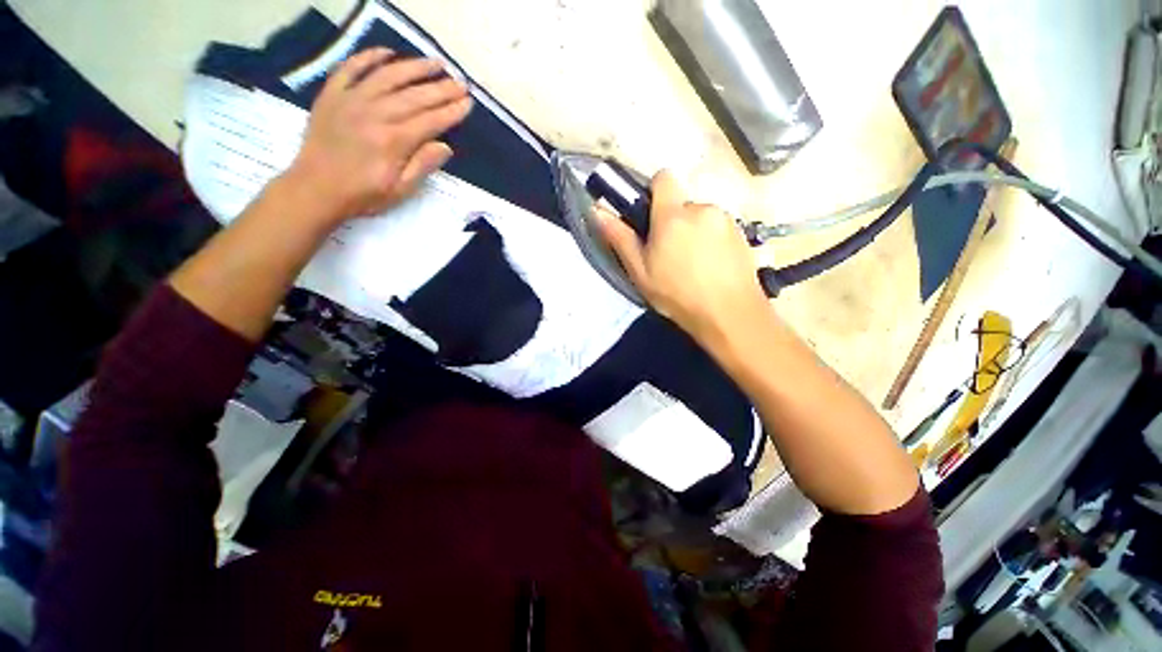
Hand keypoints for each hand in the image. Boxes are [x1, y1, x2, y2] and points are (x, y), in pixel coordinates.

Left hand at [283, 48, 471, 224]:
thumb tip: (445, 147)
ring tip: (436, 63)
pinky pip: (351, 68)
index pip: (431, 121)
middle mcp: (375, 114)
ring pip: (388, 76)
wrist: (315, 189)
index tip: (468, 103)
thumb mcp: (400, 190)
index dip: (451, 111)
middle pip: (415, 96)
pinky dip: (369, 57)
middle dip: (441, 89)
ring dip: (415, 67)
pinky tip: (388, 53)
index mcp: (394, 141)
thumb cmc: (363, 194)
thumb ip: (422, 166)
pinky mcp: (332, 95)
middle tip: (460, 83)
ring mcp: (352, 100)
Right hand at [598, 170, 771, 344]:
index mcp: (672, 215)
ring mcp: (725, 220)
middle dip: (673, 221)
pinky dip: (712, 241)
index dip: (654, 191)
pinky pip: (719, 228)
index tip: (650, 217)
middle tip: (669, 254)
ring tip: (692, 264)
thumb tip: (597, 210)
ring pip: (700, 217)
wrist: (729, 314)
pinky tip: (711, 267)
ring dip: (693, 232)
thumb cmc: (677, 294)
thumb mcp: (640, 272)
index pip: (663, 177)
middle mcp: (701, 208)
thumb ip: (620, 238)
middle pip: (681, 204)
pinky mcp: (742, 233)